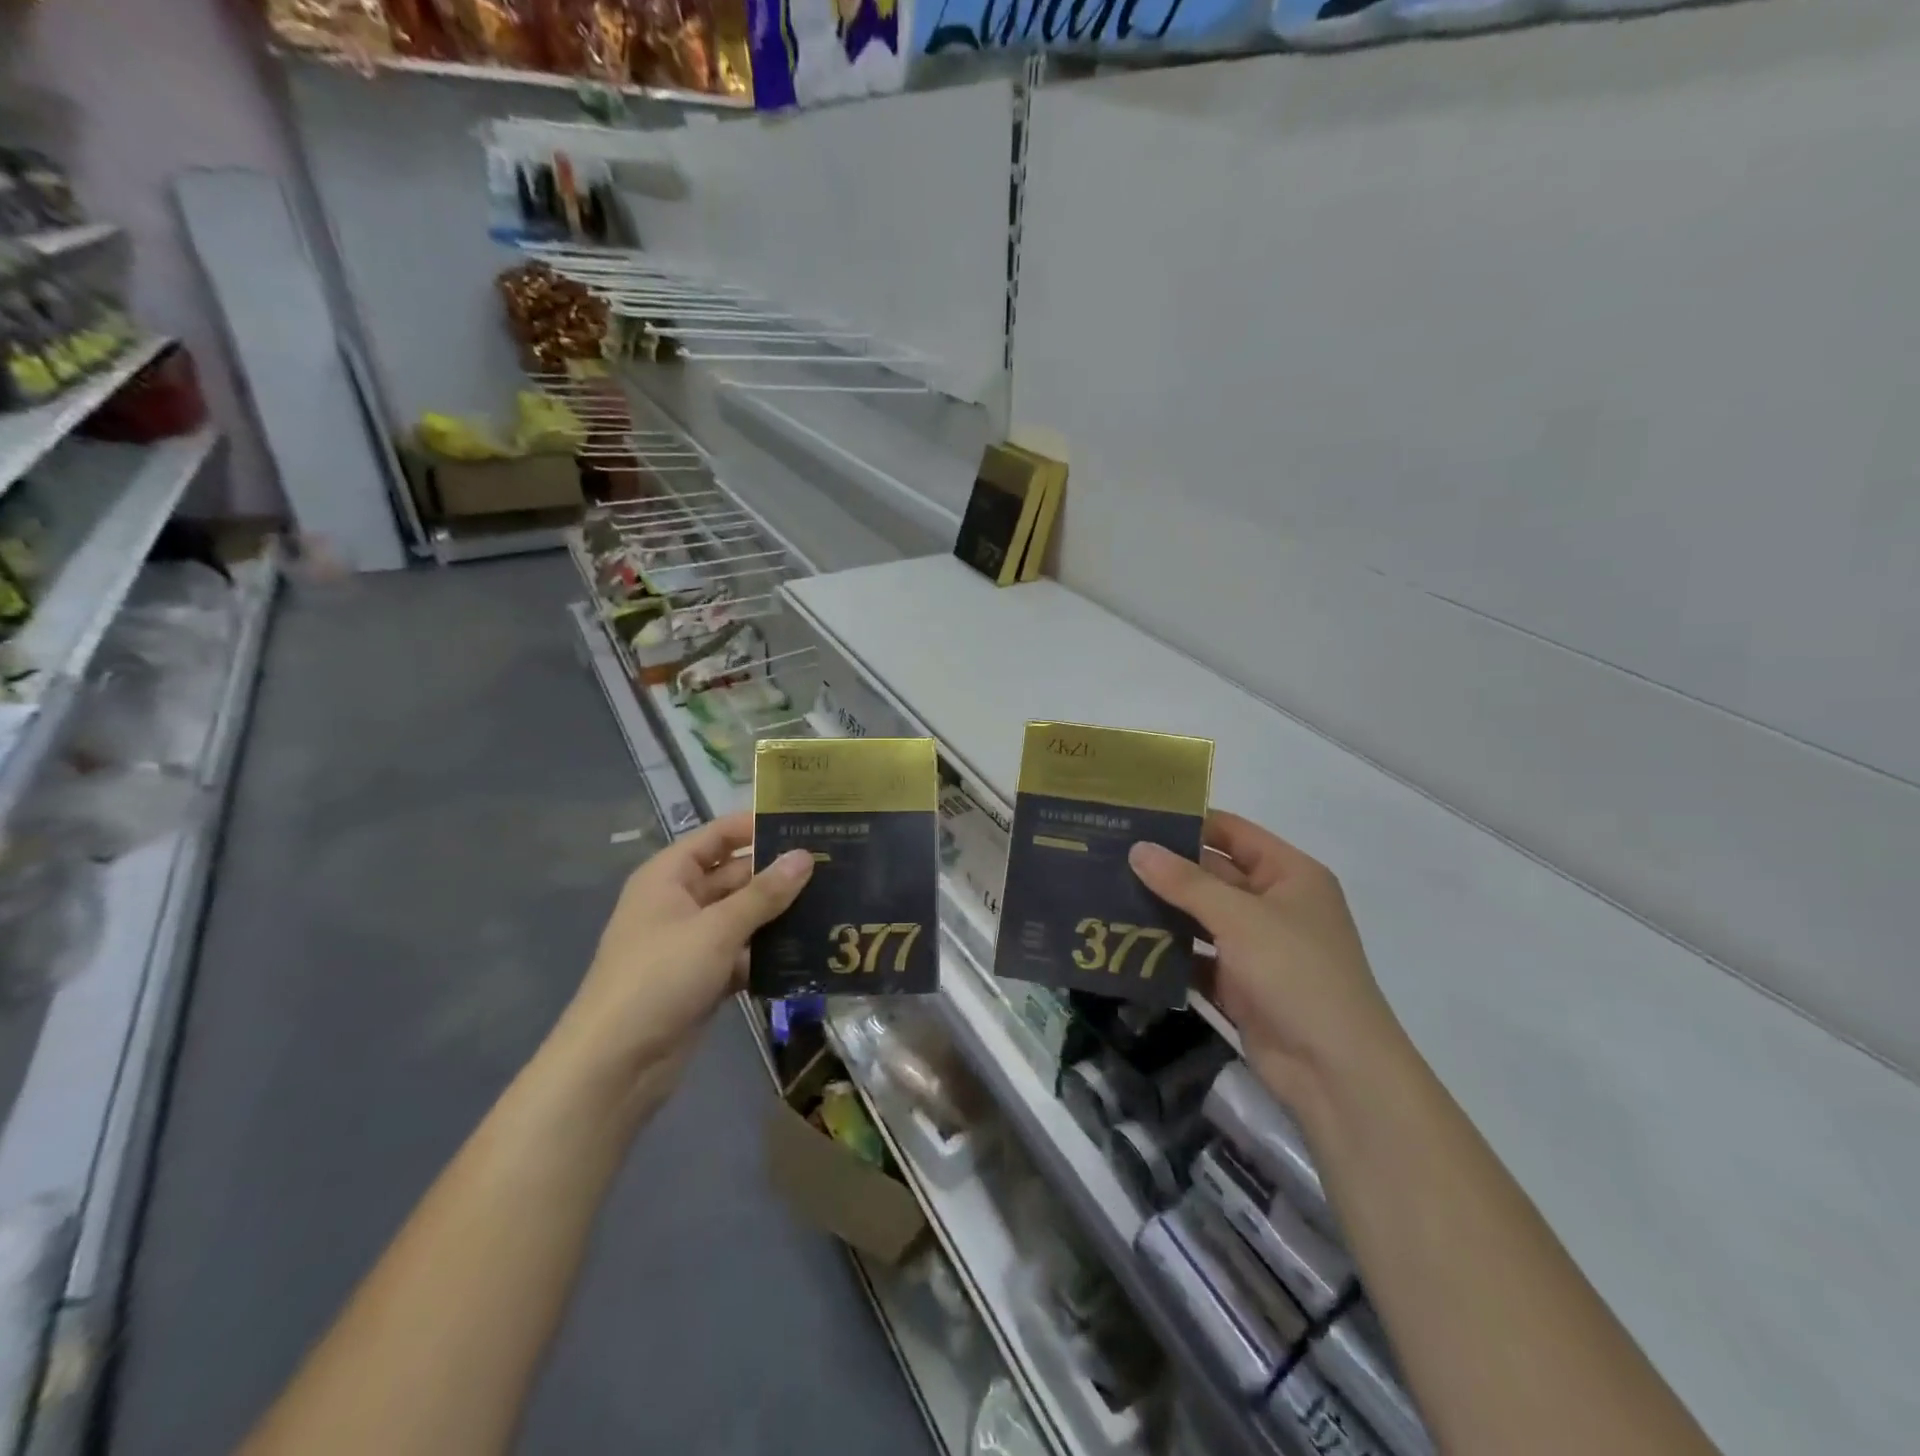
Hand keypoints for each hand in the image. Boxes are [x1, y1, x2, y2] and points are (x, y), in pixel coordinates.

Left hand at [552, 813, 811, 1093]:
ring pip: (743, 916)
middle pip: (735, 876)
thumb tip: (805, 855)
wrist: (616, 1066)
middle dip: (778, 873)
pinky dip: (769, 953)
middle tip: (833, 866)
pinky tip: (811, 950)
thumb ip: (764, 893)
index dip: (757, 826)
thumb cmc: (660, 978)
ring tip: (833, 903)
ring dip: (779, 914)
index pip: (718, 836)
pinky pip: (743, 953)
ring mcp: (692, 942)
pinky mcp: (705, 978)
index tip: (806, 823)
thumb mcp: (716, 929)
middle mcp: (680, 902)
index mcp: (669, 877)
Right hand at [1129, 811, 1405, 1116]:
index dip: (1188, 822)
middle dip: (1166, 868)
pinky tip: (1125, 943)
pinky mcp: (1240, 984)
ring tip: (1107, 893)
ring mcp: (1257, 946)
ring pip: (1201, 917)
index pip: (1232, 832)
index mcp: (1289, 874)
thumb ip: (1185, 882)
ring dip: (1162, 910)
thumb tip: (1138, 848)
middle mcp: (1274, 904)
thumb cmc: (1296, 973)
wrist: (1335, 1072)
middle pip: (1212, 874)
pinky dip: (1169, 952)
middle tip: (1109, 856)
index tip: (1135, 817)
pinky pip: (1197, 957)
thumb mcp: (1240, 918)